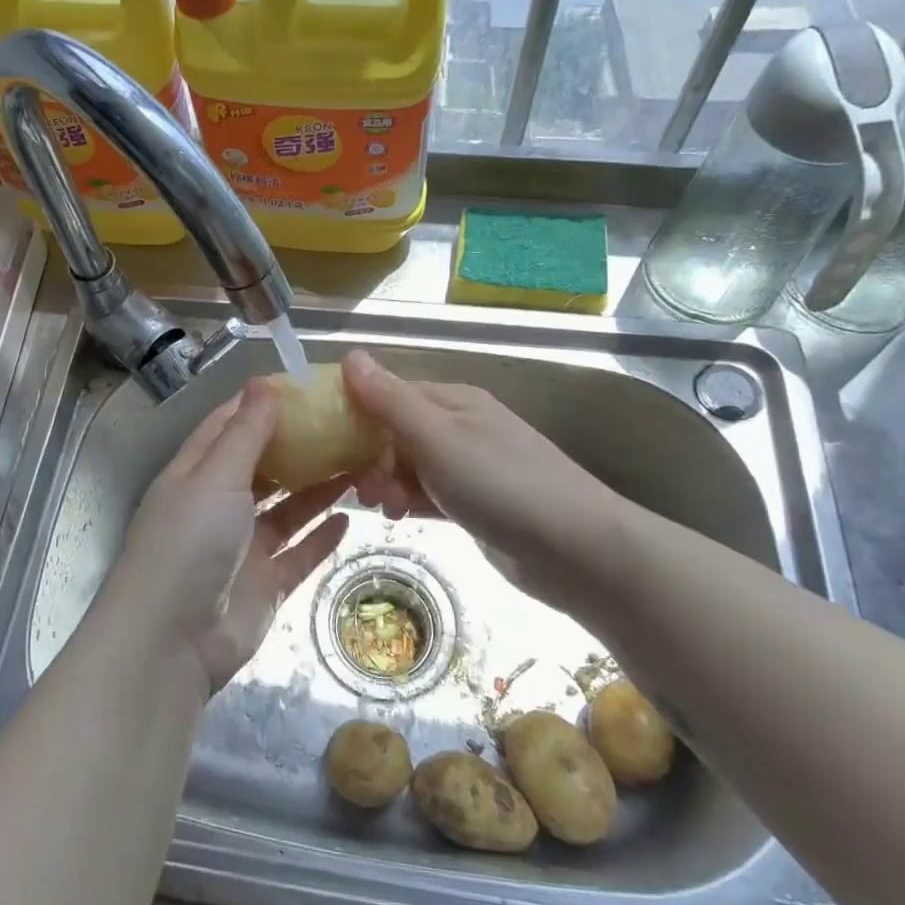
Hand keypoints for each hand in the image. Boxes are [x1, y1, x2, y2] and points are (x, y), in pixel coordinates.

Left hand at [107, 379, 350, 693]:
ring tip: (358, 464)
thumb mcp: (215, 477)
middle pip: (263, 467)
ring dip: (317, 489)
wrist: (171, 643)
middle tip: (344, 425)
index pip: (229, 426)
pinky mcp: (264, 585)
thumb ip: (245, 433)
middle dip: (299, 447)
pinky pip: (298, 554)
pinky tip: (349, 518)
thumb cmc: (188, 543)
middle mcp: (218, 506)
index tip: (304, 386)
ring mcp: (242, 547)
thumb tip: (265, 382)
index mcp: (196, 474)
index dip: (262, 405)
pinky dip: (321, 537)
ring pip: (286, 510)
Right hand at [339, 350, 618, 594]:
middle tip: (360, 489)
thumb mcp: (437, 439)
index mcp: (453, 401)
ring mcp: (470, 466)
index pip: (390, 393)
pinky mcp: (476, 502)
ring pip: (410, 464)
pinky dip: (410, 500)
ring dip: (387, 481)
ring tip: (383, 508)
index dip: (356, 413)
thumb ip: (390, 400)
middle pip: (397, 431)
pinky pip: (429, 492)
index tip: (326, 441)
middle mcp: (460, 426)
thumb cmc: (502, 485)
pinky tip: (400, 517)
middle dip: (370, 456)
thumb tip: (349, 354)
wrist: (578, 550)